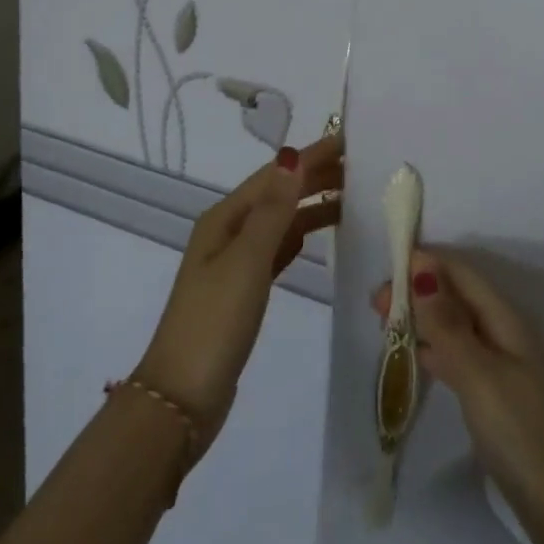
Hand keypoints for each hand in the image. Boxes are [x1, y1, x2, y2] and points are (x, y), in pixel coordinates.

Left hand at [135, 132, 342, 457]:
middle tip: (362, 168)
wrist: (181, 401)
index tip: (349, 142)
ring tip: (352, 198)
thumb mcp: (247, 260)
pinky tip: (316, 236)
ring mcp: (234, 263)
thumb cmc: (215, 322)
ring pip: (280, 221)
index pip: (275, 175)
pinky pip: (278, 249)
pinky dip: (299, 236)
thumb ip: (274, 210)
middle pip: (277, 194)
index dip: (311, 156)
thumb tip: (292, 154)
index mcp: (224, 219)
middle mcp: (228, 233)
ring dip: (311, 205)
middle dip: (315, 177)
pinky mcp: (243, 291)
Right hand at [371, 248, 543, 535]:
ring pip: (457, 326)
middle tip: (375, 305)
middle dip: (419, 291)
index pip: (461, 272)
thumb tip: (421, 269)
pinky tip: (416, 358)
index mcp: (506, 318)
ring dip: (424, 319)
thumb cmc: (524, 434)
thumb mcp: (480, 375)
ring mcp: (504, 367)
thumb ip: (447, 325)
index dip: (425, 264)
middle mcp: (506, 333)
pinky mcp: (498, 399)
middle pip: (457, 297)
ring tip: (386, 325)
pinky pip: (460, 357)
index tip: (384, 270)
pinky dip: (435, 350)